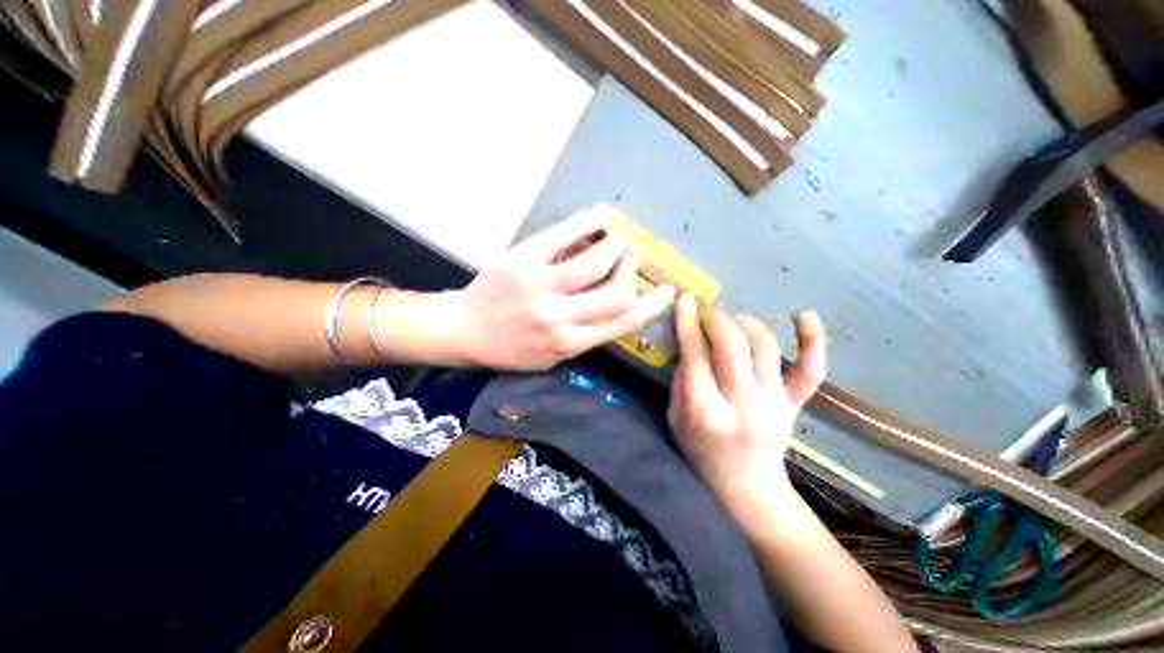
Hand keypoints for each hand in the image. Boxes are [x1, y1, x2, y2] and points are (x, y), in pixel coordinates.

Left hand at [449, 210, 678, 371]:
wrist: (464, 331)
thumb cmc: (510, 348)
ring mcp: (539, 285)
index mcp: (568, 342)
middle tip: (632, 262)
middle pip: (616, 292)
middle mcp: (558, 317)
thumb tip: (619, 307)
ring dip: (616, 247)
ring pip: (595, 262)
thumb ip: (586, 336)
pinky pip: (562, 236)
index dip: (651, 304)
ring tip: (618, 241)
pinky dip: (587, 223)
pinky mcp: (522, 259)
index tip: (666, 291)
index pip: (622, 321)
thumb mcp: (551, 357)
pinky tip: (599, 218)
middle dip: (632, 273)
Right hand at [665, 297, 825, 525]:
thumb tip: (691, 342)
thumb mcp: (675, 418)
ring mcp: (775, 404)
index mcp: (706, 413)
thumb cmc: (701, 451)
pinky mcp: (795, 404)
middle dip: (715, 319)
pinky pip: (811, 370)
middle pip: (732, 346)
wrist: (746, 486)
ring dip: (745, 322)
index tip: (684, 300)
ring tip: (731, 321)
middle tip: (705, 314)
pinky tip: (803, 314)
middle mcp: (743, 406)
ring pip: (765, 346)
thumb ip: (681, 380)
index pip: (695, 357)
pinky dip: (812, 339)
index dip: (687, 324)